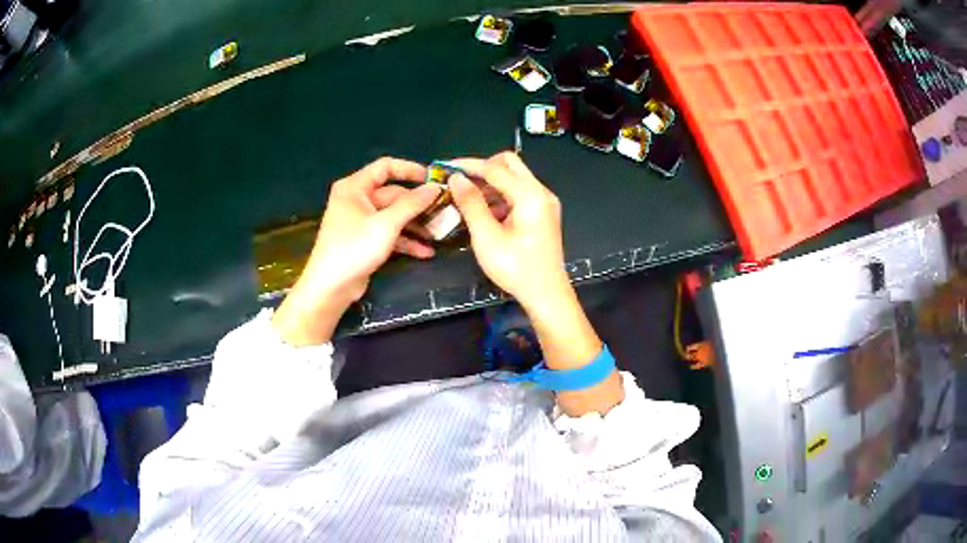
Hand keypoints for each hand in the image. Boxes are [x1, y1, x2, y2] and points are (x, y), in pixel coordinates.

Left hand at [272, 158, 440, 345]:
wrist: (330, 287)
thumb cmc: (354, 248)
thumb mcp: (386, 224)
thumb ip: (412, 204)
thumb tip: (435, 187)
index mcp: (355, 187)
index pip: (385, 167)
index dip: (410, 170)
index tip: (433, 179)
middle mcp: (357, 199)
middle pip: (393, 194)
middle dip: (418, 205)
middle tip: (443, 212)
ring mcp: (361, 221)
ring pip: (394, 216)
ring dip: (415, 225)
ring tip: (439, 234)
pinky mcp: (365, 240)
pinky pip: (389, 233)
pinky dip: (405, 241)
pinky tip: (425, 252)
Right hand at [451, 152, 621, 415]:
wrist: (547, 295)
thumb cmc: (516, 268)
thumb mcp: (487, 237)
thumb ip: (471, 203)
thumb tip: (456, 177)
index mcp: (530, 195)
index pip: (495, 168)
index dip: (468, 166)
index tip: (444, 168)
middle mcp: (541, 192)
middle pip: (509, 164)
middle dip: (482, 169)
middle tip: (459, 183)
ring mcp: (544, 202)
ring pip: (514, 178)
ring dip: (490, 183)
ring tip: (465, 200)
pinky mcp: (543, 213)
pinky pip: (519, 194)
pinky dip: (500, 196)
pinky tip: (483, 212)